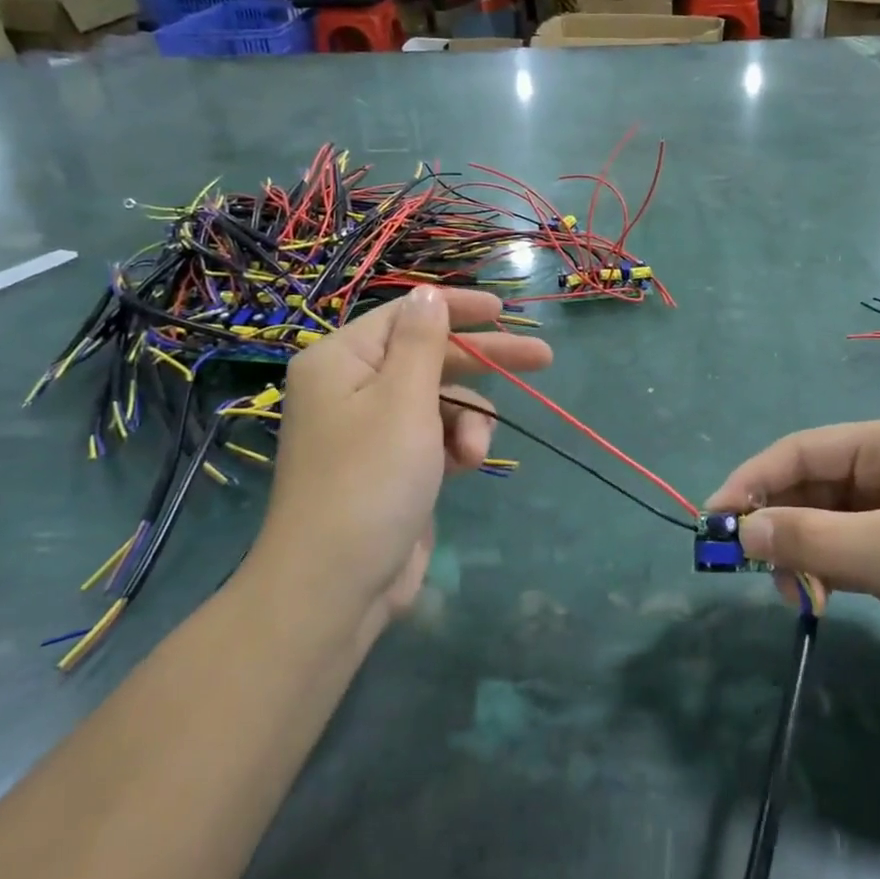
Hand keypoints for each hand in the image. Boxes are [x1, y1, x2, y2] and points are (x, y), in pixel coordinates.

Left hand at [257, 287, 551, 629]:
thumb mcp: (403, 400)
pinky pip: (436, 435)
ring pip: (440, 400)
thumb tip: (428, 294)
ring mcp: (373, 429)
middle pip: (430, 357)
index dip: (456, 308)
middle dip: (484, 362)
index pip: (406, 315)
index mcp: (342, 360)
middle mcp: (353, 387)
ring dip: (468, 419)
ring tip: (474, 453)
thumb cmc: (370, 479)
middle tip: (542, 358)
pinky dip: (456, 445)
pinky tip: (466, 467)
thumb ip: (423, 342)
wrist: (337, 585)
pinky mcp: (393, 464)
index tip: (504, 311)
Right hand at [706, 418, 879, 703]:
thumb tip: (742, 532)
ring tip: (794, 595)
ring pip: (824, 523)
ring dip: (799, 553)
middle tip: (749, 569)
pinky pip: (847, 552)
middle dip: (776, 523)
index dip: (750, 481)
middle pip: (808, 487)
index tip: (713, 520)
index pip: (799, 452)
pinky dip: (825, 572)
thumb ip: (812, 540)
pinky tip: (818, 600)